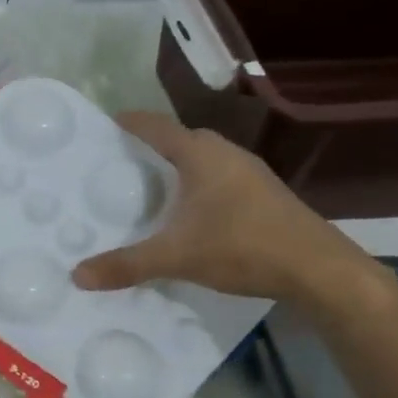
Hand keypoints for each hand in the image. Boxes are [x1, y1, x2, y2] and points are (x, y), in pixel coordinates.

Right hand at [70, 112, 376, 304]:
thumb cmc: (242, 247)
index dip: (132, 123)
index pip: (158, 127)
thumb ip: (126, 265)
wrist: (320, 270)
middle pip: (185, 138)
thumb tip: (77, 275)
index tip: (109, 122)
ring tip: (157, 182)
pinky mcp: (267, 194)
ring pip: (208, 157)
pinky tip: (196, 209)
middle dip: (156, 143)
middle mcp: (228, 154)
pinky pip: (223, 175)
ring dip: (182, 164)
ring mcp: (253, 173)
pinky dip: (202, 182)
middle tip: (126, 158)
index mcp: (201, 155)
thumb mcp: (176, 257)